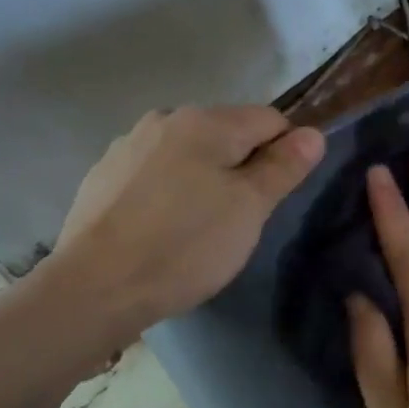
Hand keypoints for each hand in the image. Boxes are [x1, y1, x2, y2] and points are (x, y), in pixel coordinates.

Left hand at [47, 105, 324, 347]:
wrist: (95, 288)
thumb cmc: (185, 245)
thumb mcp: (250, 208)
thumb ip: (283, 166)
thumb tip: (313, 133)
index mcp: (206, 121)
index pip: (271, 119)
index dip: (286, 153)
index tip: (277, 196)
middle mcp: (165, 119)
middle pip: (228, 134)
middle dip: (244, 167)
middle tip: (242, 218)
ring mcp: (129, 145)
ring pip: (190, 154)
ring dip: (206, 178)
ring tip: (201, 227)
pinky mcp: (103, 175)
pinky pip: (156, 173)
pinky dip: (171, 191)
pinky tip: (163, 228)